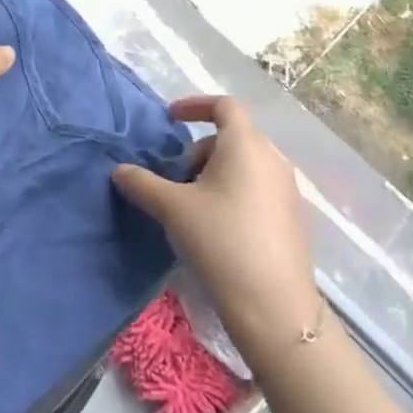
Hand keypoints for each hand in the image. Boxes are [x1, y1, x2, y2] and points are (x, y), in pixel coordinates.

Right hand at [112, 96, 319, 341]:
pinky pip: (258, 188)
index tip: (170, 119)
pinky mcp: (293, 218)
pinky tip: (217, 226)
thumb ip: (142, 183)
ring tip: (192, 204)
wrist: (274, 307)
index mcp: (246, 145)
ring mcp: (287, 190)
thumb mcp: (171, 208)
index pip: (224, 105)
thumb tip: (119, 171)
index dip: (194, 105)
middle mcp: (272, 159)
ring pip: (246, 164)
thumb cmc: (220, 241)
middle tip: (175, 177)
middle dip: (199, 149)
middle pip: (233, 136)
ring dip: (215, 172)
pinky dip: (234, 192)